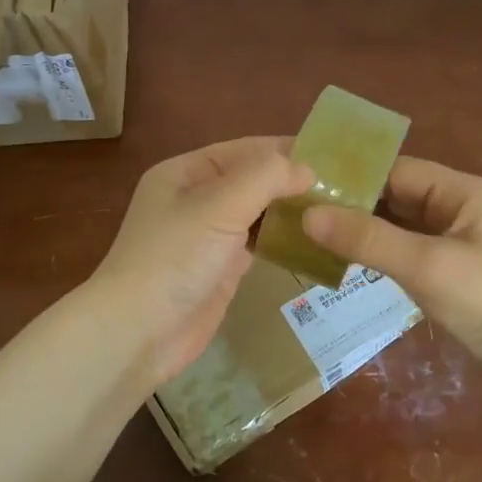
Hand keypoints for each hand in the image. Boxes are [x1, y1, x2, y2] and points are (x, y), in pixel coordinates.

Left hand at [85, 138, 314, 397]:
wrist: (138, 333)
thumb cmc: (174, 258)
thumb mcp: (218, 206)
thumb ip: (265, 178)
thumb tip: (307, 169)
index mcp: (186, 172)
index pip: (245, 149)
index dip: (286, 149)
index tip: (333, 154)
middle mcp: (196, 198)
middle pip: (253, 180)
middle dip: (292, 181)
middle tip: (343, 186)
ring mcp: (209, 235)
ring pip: (258, 213)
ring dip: (290, 211)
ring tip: (337, 209)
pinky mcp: (221, 268)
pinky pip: (258, 244)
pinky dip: (283, 239)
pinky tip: (314, 239)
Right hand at [302, 157, 481, 375]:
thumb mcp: (426, 266)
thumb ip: (367, 239)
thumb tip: (308, 216)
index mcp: (464, 192)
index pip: (398, 171)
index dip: (353, 177)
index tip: (306, 188)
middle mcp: (462, 207)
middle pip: (398, 195)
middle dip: (354, 205)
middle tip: (300, 214)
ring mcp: (460, 240)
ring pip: (401, 225)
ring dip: (365, 231)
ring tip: (313, 236)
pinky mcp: (455, 270)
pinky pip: (409, 250)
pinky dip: (381, 253)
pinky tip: (348, 261)